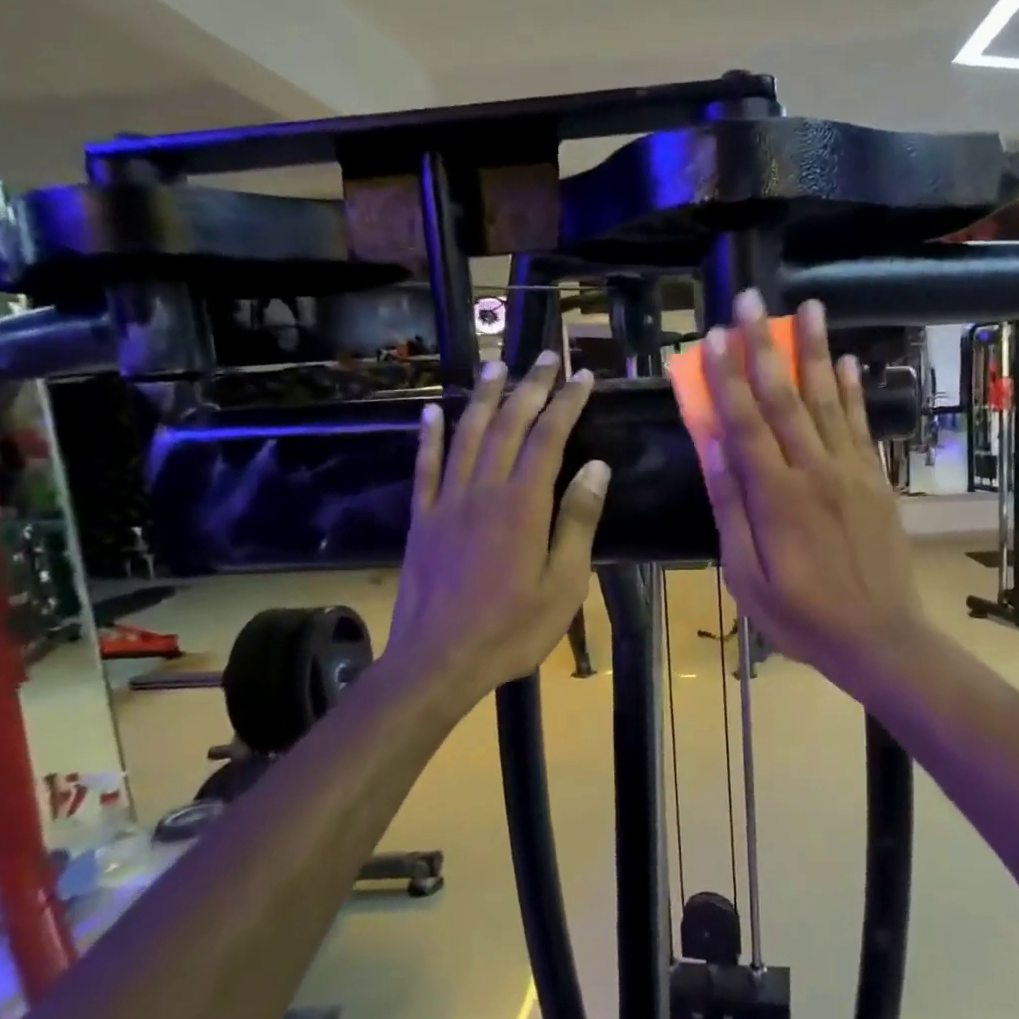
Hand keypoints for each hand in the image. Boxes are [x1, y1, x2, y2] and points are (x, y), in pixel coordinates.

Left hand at [386, 353, 610, 700]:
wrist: (437, 661)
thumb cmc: (511, 630)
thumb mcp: (563, 585)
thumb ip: (578, 522)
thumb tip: (596, 467)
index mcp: (523, 506)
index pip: (548, 438)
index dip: (567, 403)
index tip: (583, 376)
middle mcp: (483, 490)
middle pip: (508, 426)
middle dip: (530, 387)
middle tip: (546, 357)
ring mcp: (447, 502)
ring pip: (466, 436)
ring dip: (483, 398)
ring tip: (496, 366)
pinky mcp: (422, 519)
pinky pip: (425, 467)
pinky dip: (429, 436)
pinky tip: (432, 412)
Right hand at [699, 290, 931, 687]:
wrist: (880, 637)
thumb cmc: (802, 615)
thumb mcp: (747, 576)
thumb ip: (732, 509)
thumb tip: (713, 448)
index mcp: (776, 497)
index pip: (744, 423)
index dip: (726, 378)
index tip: (713, 337)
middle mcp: (815, 471)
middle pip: (785, 398)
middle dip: (765, 346)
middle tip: (752, 300)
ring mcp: (851, 472)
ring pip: (827, 401)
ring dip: (815, 351)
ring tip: (809, 306)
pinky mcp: (876, 480)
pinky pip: (861, 426)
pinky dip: (853, 391)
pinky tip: (848, 362)